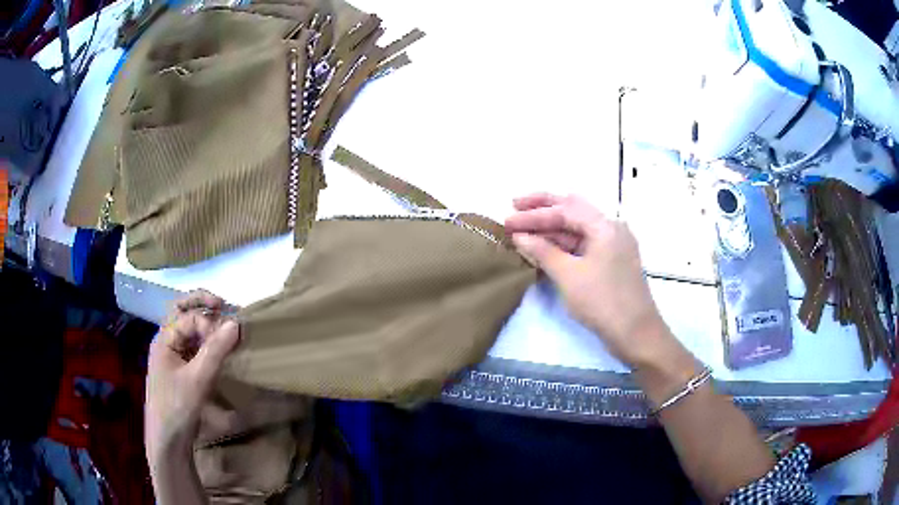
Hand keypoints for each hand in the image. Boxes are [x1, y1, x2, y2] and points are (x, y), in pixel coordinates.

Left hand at [145, 290, 239, 463]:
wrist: (167, 440)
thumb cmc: (177, 407)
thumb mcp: (198, 379)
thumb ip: (215, 350)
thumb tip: (236, 322)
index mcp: (164, 339)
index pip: (188, 317)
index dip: (209, 323)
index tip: (229, 338)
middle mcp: (166, 342)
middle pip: (182, 312)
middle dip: (202, 305)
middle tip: (224, 306)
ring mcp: (172, 357)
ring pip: (188, 330)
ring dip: (205, 324)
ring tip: (225, 328)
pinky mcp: (179, 371)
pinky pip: (192, 348)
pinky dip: (206, 343)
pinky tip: (218, 351)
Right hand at [505, 193, 670, 367]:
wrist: (636, 333)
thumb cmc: (602, 302)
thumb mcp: (568, 276)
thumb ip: (543, 251)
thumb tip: (519, 236)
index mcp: (605, 226)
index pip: (565, 210)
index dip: (534, 215)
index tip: (508, 219)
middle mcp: (610, 228)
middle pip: (573, 209)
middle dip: (543, 207)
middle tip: (515, 205)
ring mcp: (612, 245)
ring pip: (577, 228)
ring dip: (551, 227)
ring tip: (524, 228)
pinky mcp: (610, 261)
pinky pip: (583, 244)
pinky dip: (562, 243)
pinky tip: (544, 246)